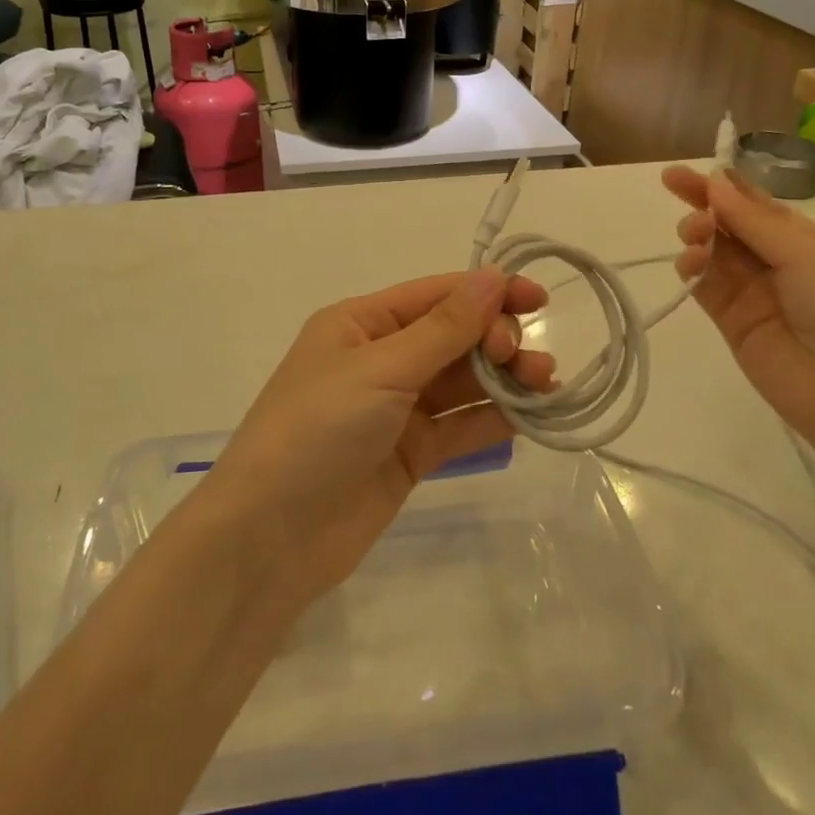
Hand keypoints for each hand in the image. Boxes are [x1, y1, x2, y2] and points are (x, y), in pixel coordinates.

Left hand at [203, 268, 554, 604]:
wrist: (270, 539)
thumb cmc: (317, 430)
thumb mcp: (380, 370)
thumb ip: (444, 328)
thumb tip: (493, 275)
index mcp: (361, 324)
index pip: (436, 295)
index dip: (487, 291)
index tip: (537, 298)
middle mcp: (381, 359)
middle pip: (453, 336)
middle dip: (495, 339)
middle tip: (521, 358)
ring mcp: (397, 409)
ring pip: (462, 382)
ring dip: (503, 377)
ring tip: (544, 382)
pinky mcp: (411, 454)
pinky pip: (459, 426)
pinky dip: (493, 418)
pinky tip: (529, 414)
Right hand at [663, 166, 814, 466]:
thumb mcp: (811, 256)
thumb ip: (756, 221)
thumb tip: (716, 183)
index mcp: (811, 242)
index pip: (760, 204)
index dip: (725, 185)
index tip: (687, 171)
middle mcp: (781, 263)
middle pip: (732, 224)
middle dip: (704, 203)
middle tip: (675, 187)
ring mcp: (755, 293)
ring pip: (715, 251)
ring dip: (699, 234)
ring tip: (694, 236)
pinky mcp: (732, 322)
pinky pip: (705, 286)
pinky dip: (692, 268)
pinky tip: (690, 261)